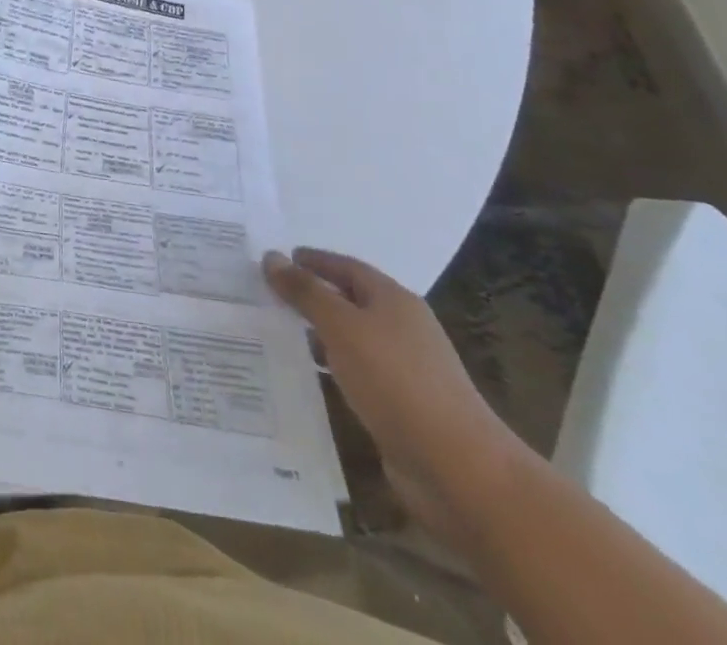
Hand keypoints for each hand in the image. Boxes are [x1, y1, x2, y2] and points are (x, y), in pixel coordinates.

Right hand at [264, 247, 531, 545]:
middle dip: (310, 295)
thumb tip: (271, 256)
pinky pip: (354, 374)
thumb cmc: (397, 381)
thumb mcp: (341, 326)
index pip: (346, 266)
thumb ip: (304, 290)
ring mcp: (403, 370)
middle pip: (348, 301)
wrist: (459, 470)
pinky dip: (328, 368)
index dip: (312, 260)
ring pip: (349, 339)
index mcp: (394, 300)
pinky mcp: (400, 406)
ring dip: (315, 333)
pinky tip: (303, 375)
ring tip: (273, 331)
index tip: (277, 259)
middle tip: (266, 292)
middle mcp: (401, 329)